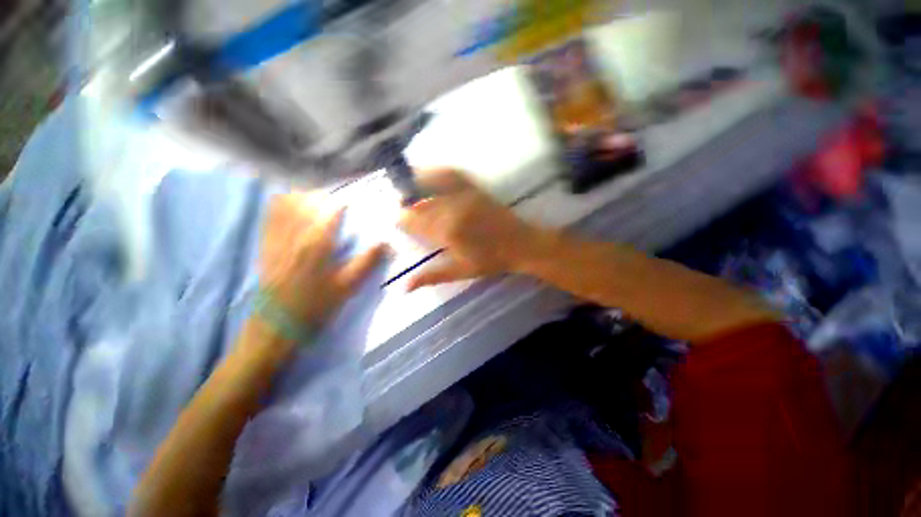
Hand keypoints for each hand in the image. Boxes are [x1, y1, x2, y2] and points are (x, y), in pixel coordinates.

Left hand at [260, 193, 387, 328]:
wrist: (277, 323)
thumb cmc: (316, 304)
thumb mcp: (348, 287)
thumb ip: (366, 262)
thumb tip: (385, 243)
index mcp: (316, 243)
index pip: (330, 210)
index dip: (344, 202)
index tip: (354, 203)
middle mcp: (294, 234)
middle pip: (307, 200)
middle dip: (325, 196)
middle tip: (338, 202)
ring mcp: (276, 237)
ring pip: (287, 203)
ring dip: (304, 197)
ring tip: (318, 202)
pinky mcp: (265, 244)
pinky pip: (270, 215)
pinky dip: (282, 205)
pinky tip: (292, 208)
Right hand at [399, 168, 540, 290]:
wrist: (521, 245)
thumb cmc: (491, 261)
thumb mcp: (461, 272)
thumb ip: (431, 276)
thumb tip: (403, 287)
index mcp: (448, 232)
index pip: (416, 222)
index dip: (402, 219)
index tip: (394, 218)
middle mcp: (454, 209)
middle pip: (421, 203)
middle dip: (406, 204)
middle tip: (397, 205)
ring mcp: (466, 196)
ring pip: (432, 184)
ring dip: (416, 182)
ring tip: (406, 186)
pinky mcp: (476, 189)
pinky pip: (453, 174)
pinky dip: (437, 171)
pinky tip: (428, 171)